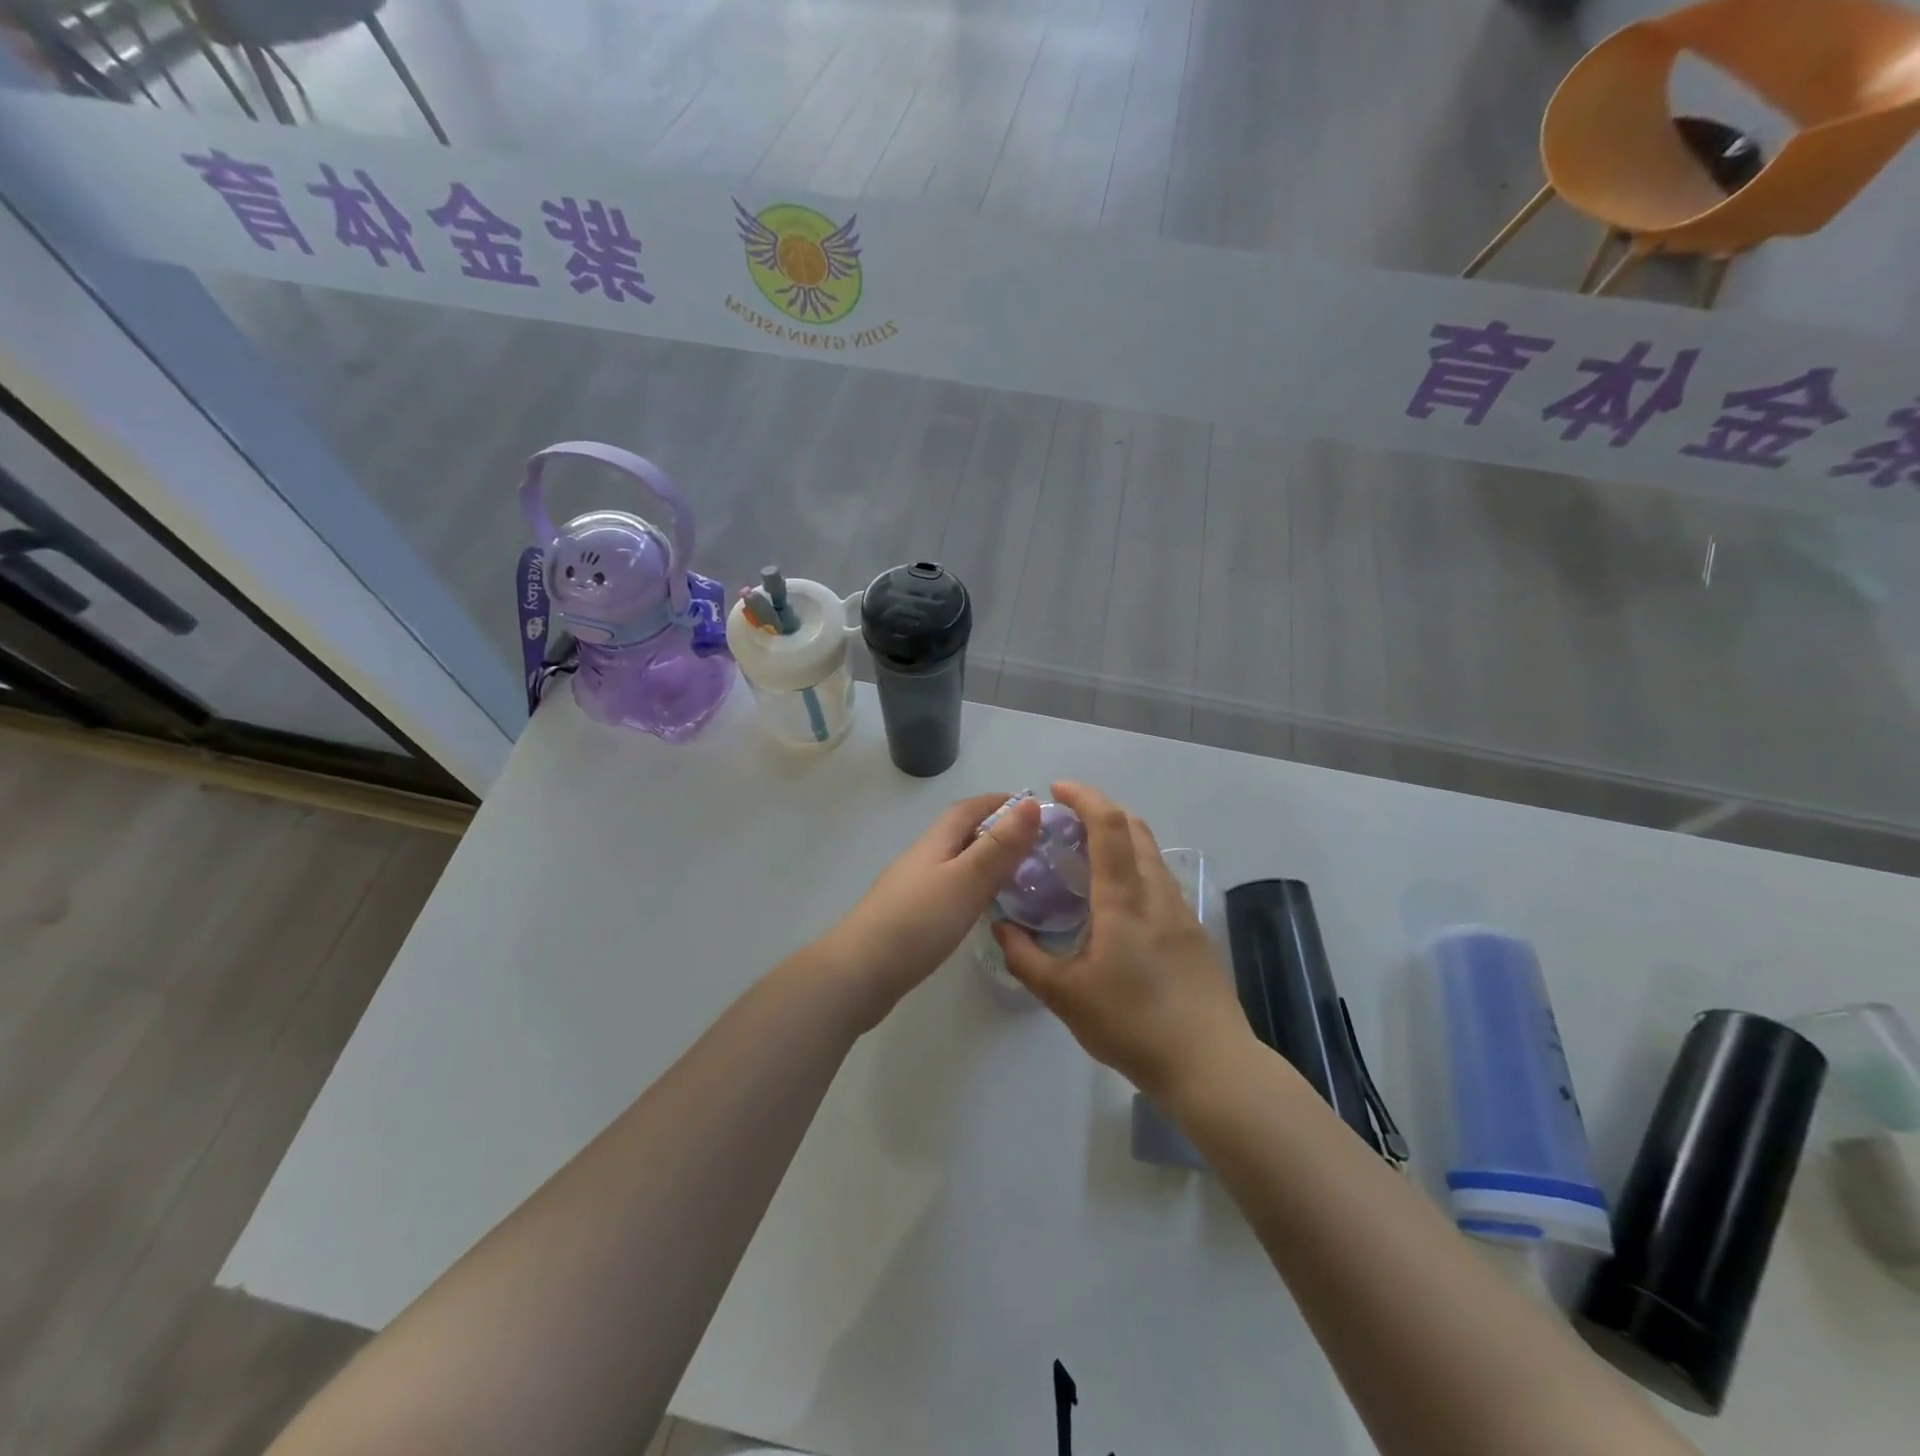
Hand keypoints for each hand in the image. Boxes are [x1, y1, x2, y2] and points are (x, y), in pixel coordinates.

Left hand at [811, 791, 1041, 1031]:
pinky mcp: (909, 919)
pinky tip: (982, 909)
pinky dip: (972, 890)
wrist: (858, 974)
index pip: (968, 809)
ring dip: (984, 862)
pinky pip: (948, 891)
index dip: (998, 802)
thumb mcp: (966, 880)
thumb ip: (1000, 846)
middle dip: (995, 831)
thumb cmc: (918, 922)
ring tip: (1019, 878)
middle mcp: (922, 859)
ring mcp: (912, 889)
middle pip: (961, 834)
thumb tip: (1032, 803)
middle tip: (1035, 846)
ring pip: (955, 864)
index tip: (1031, 807)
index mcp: (935, 842)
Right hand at [994, 782, 1251, 1100]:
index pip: (1108, 825)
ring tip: (1086, 860)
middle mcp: (1156, 893)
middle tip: (1065, 825)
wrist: (1211, 1064)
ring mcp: (1181, 911)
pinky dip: (1134, 868)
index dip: (1084, 797)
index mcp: (1124, 899)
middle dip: (1100, 811)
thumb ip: (1026, 957)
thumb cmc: (1132, 1024)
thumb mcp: (1064, 996)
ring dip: (1120, 840)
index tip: (1057, 790)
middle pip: (1135, 828)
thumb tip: (1002, 927)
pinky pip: (1159, 880)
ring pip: (1151, 854)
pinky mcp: (1194, 932)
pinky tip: (1116, 904)